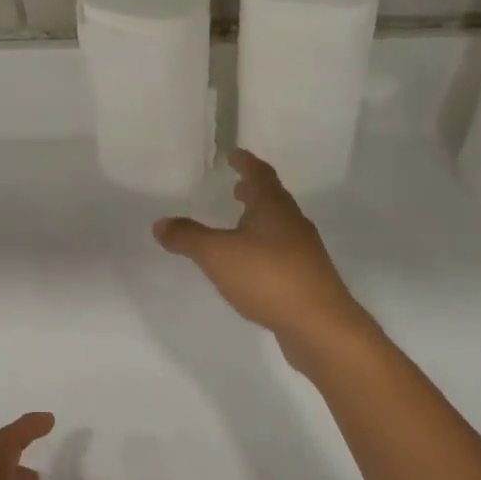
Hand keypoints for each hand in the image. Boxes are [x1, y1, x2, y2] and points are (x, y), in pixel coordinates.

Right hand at [154, 148, 368, 347]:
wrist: (320, 325)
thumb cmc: (268, 277)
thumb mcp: (217, 254)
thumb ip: (188, 237)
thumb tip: (160, 223)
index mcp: (273, 208)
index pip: (260, 174)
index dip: (246, 162)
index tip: (235, 154)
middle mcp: (292, 223)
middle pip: (273, 199)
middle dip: (254, 191)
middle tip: (237, 186)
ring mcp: (303, 252)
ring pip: (278, 226)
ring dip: (259, 219)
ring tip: (240, 223)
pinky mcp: (306, 278)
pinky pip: (281, 252)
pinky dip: (264, 247)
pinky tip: (251, 264)